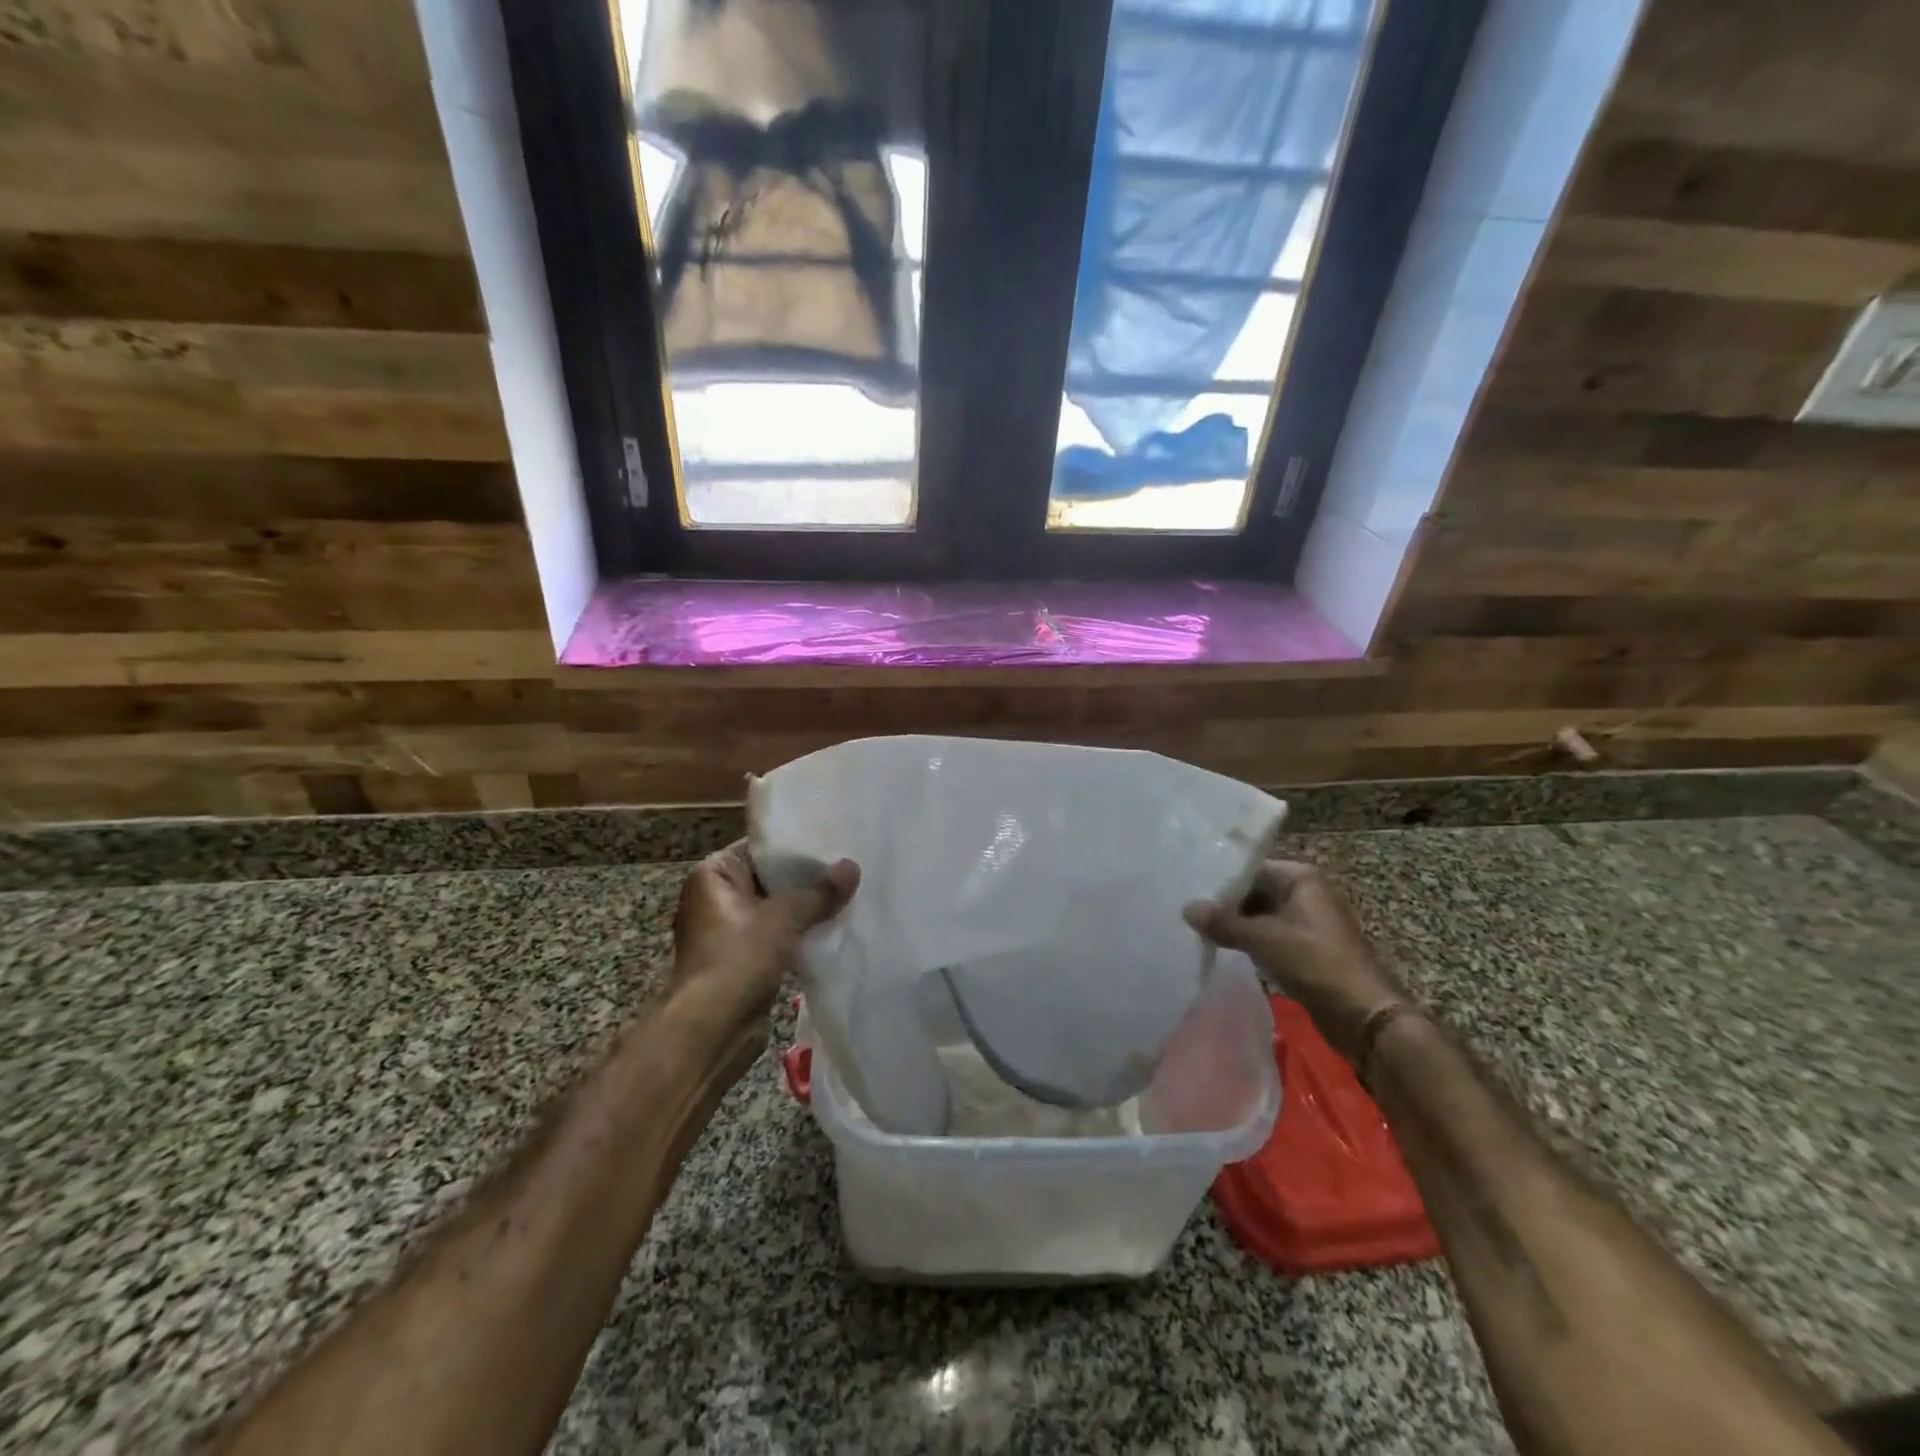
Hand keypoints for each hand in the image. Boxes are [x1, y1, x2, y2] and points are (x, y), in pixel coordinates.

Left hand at [671, 841, 859, 1028]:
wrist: (711, 1029)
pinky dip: (800, 934)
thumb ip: (820, 892)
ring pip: (777, 909)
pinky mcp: (742, 959)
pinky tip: (834, 928)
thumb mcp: (784, 917)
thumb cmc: (738, 957)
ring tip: (849, 896)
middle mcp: (716, 897)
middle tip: (849, 868)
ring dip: (806, 909)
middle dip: (807, 879)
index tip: (835, 842)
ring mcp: (729, 931)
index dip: (798, 846)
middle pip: (771, 878)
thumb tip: (853, 867)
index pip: (761, 847)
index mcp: (714, 874)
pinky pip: (777, 936)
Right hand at [1184, 860, 1409, 1065]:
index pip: (1250, 868)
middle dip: (1224, 904)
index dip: (1220, 880)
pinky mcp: (1306, 948)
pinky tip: (1222, 948)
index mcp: (1300, 878)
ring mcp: (1307, 922)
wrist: (1362, 1015)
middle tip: (1188, 911)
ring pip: (1260, 915)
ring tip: (1197, 929)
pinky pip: (1269, 936)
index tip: (1189, 890)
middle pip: (1254, 891)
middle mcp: (1305, 893)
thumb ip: (1223, 922)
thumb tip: (1187, 908)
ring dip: (1235, 925)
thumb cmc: (1315, 963)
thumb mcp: (1264, 939)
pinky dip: (1248, 941)